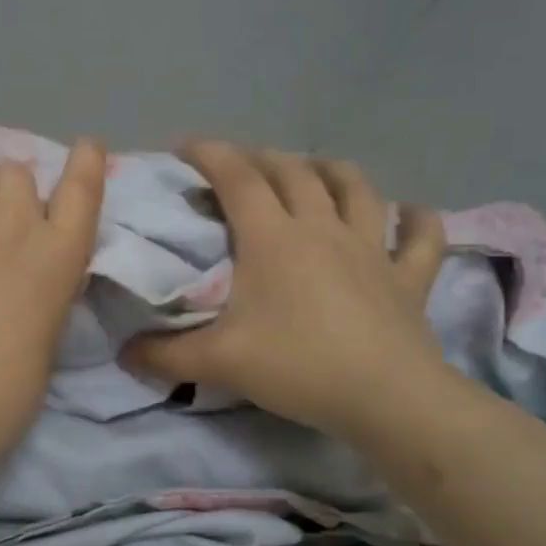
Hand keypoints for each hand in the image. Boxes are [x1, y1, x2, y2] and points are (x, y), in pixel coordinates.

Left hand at [0, 123, 106, 460]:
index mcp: (62, 255)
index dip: (82, 163)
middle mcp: (19, 219)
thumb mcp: (47, 334)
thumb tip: (23, 272)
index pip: (83, 189)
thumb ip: (41, 287)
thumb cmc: (2, 391)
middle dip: (4, 194)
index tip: (83, 148)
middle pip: (17, 174)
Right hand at [125, 143, 448, 441]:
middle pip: (292, 172)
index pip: (237, 178)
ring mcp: (372, 249)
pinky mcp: (408, 277)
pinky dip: (418, 219)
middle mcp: (322, 229)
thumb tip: (123, 354)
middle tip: (238, 165)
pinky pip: (421, 237)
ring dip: (330, 170)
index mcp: (273, 239)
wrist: (387, 399)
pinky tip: (410, 213)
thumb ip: (164, 356)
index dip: (209, 154)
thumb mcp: (218, 362)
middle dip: (260, 158)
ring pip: (355, 188)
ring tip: (313, 169)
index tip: (183, 147)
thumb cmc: (298, 367)